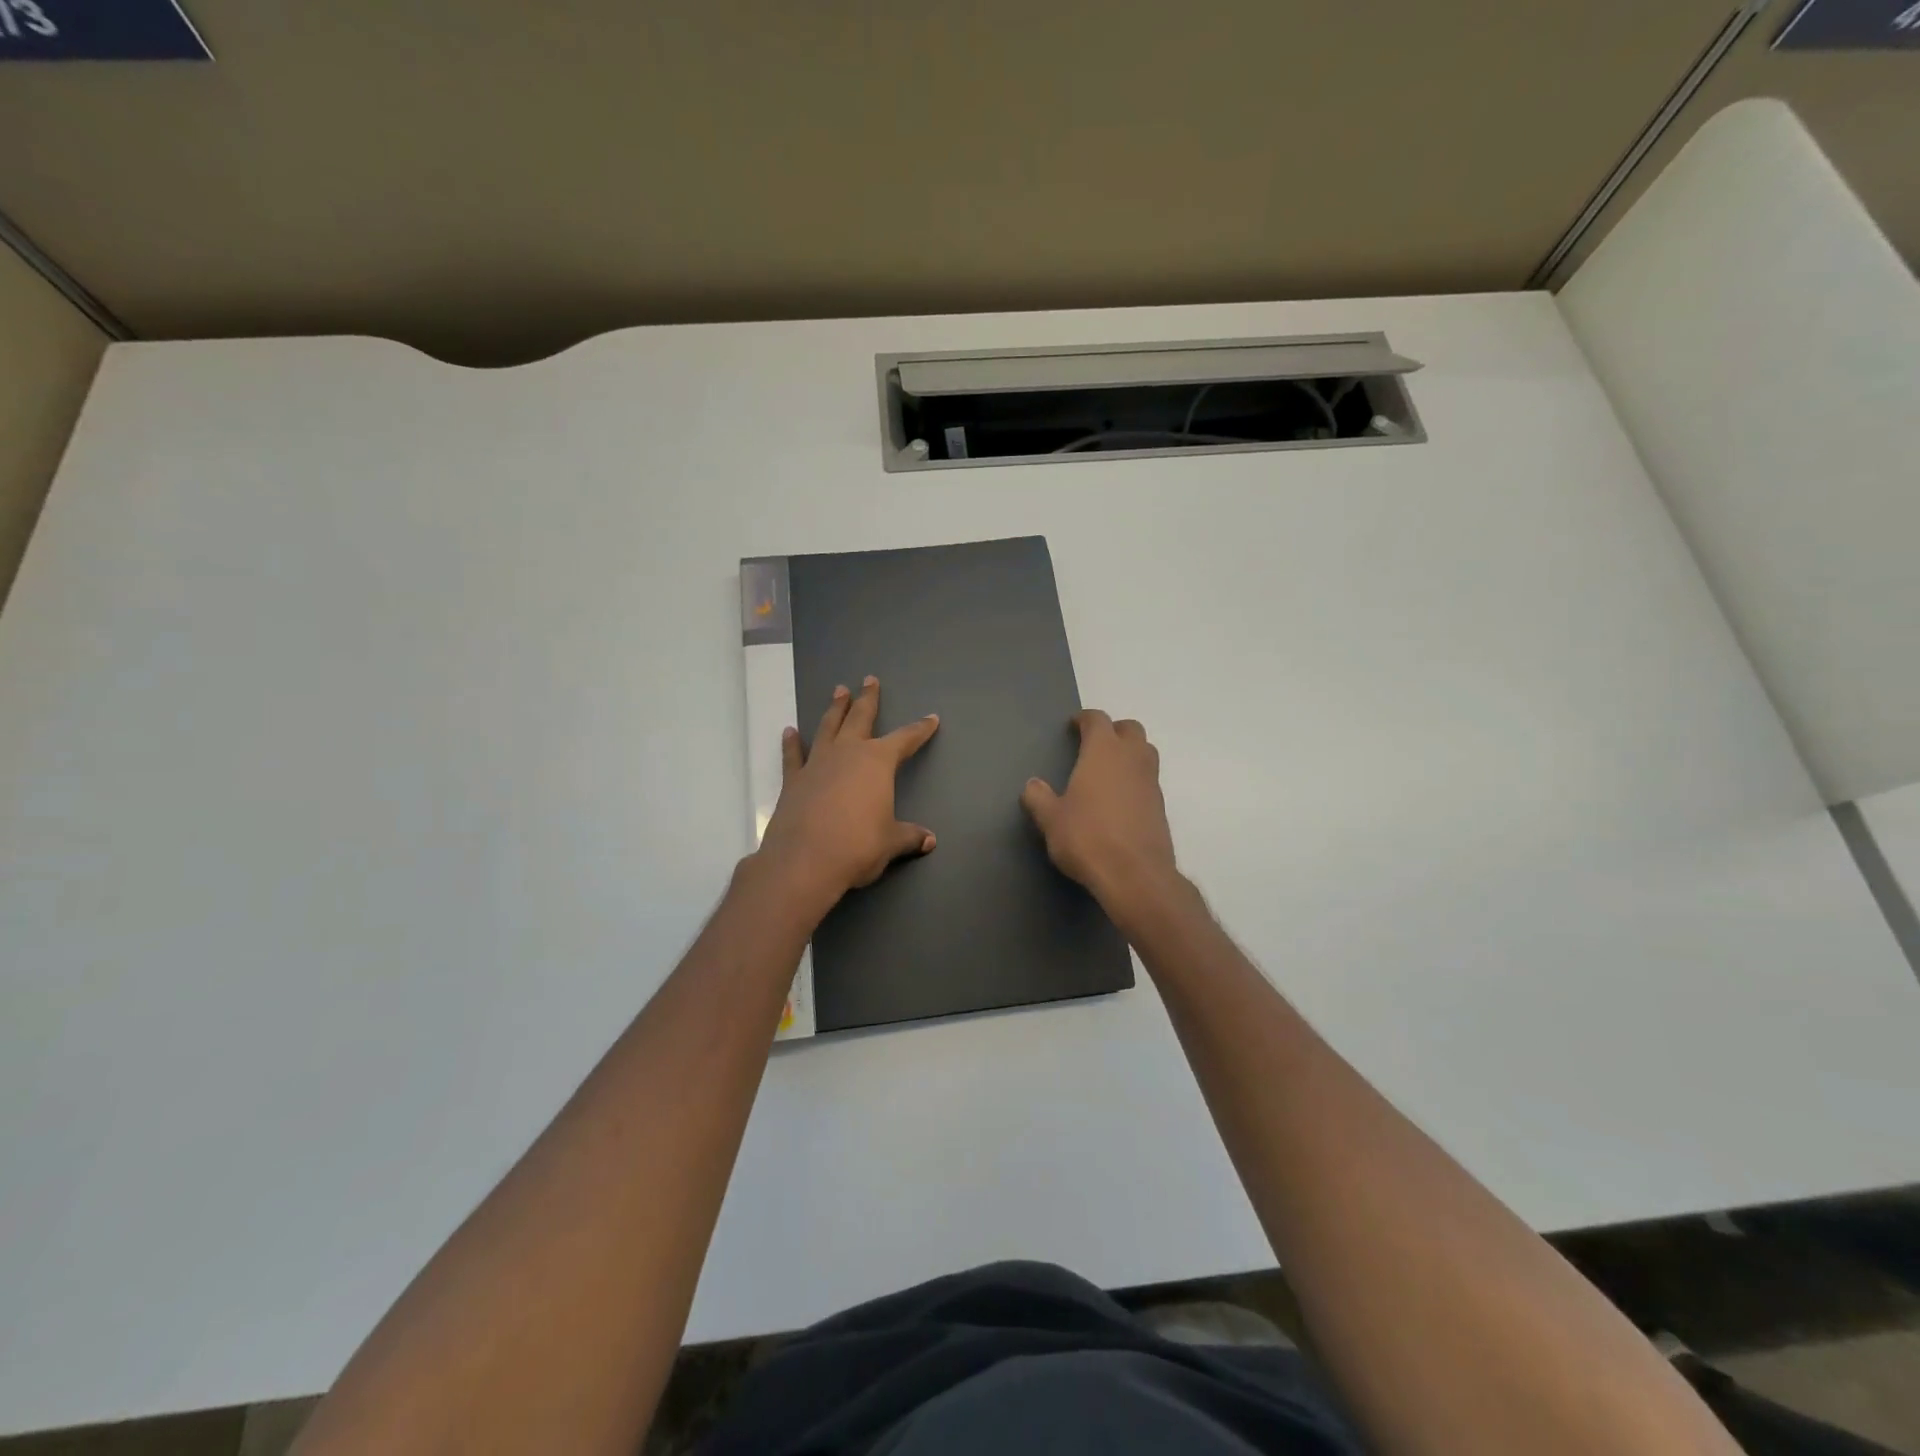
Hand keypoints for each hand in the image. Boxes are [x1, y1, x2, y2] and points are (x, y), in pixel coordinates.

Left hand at [755, 675, 939, 909]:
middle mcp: (847, 753)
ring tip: (838, 691)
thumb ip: (909, 836)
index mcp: (877, 762)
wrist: (804, 861)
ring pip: (828, 727)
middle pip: (860, 718)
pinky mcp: (793, 780)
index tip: (931, 719)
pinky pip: (793, 755)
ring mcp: (817, 764)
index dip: (920, 729)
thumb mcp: (891, 842)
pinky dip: (792, 743)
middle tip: (869, 679)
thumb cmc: (857, 847)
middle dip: (868, 699)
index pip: (905, 739)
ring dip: (835, 709)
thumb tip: (929, 840)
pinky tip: (790, 732)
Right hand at [1021, 710, 1179, 906]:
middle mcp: (1132, 759)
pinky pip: (1149, 780)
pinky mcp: (1161, 807)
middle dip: (1114, 731)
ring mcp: (1151, 782)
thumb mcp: (1051, 819)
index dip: (1085, 719)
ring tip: (1108, 771)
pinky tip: (1119, 800)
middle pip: (1130, 729)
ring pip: (1145, 752)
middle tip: (1094, 745)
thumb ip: (1039, 798)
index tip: (1074, 726)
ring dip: (1129, 753)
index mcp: (1103, 752)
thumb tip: (1032, 785)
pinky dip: (1136, 780)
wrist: (1135, 875)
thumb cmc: (1087, 838)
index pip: (1098, 720)